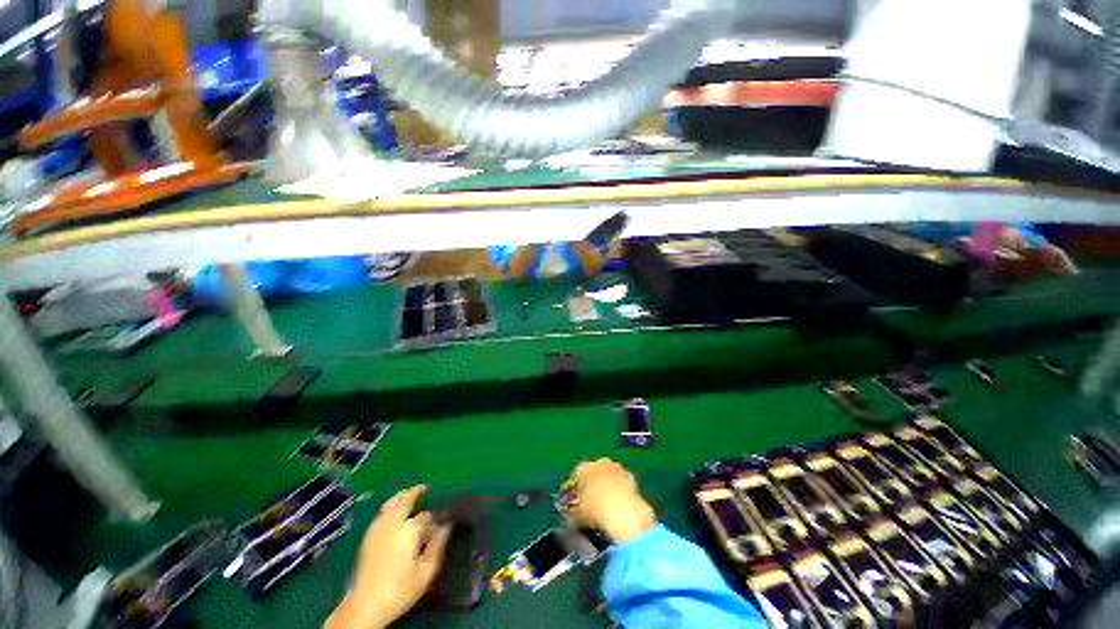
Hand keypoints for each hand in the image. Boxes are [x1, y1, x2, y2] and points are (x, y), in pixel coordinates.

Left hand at [326, 486, 450, 628]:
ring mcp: (378, 529)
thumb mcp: (426, 572)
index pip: (426, 516)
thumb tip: (446, 526)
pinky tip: (391, 509)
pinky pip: (380, 514)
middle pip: (405, 501)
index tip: (440, 520)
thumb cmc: (400, 589)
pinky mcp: (367, 537)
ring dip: (401, 496)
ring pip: (390, 505)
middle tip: (425, 488)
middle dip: (415, 493)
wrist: (365, 605)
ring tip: (409, 492)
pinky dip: (389, 506)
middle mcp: (393, 524)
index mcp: (410, 531)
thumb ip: (437, 546)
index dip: (434, 516)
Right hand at [569, 458, 656, 544]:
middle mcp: (598, 462)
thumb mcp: (577, 518)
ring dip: (608, 485)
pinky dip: (621, 491)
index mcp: (582, 468)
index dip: (576, 490)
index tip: (576, 502)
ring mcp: (615, 467)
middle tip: (593, 503)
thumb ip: (572, 516)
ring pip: (608, 475)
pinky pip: (622, 482)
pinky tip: (620, 506)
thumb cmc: (594, 512)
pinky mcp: (630, 476)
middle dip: (593, 484)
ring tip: (608, 505)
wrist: (622, 511)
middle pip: (593, 472)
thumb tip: (572, 519)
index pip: (575, 476)